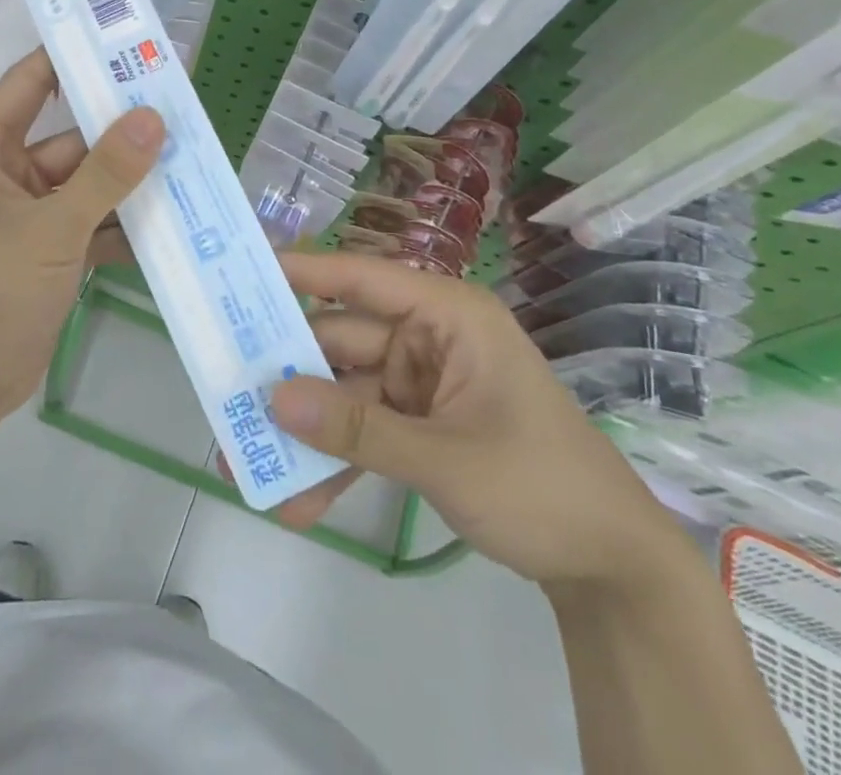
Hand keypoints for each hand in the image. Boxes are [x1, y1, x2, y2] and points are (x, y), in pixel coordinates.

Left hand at [0, 50, 163, 428]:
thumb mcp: (51, 229)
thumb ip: (105, 174)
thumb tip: (153, 118)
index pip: (27, 84)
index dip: (70, 58)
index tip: (122, 41)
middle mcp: (2, 175)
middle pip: (69, 138)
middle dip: (120, 132)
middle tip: (180, 111)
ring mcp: (26, 215)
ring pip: (86, 182)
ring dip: (128, 181)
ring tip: (189, 161)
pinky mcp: (45, 250)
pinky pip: (89, 222)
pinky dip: (121, 224)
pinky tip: (172, 221)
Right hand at [266, 253, 683, 591]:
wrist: (614, 569)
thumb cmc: (542, 485)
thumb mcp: (446, 458)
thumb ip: (357, 429)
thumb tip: (274, 400)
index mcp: (448, 315)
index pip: (364, 278)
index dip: (303, 271)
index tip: (243, 273)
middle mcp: (428, 337)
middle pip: (342, 341)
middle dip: (290, 377)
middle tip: (226, 394)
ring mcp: (422, 382)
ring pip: (345, 393)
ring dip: (305, 432)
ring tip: (248, 466)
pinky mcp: (419, 423)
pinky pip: (364, 431)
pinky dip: (336, 461)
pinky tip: (298, 500)